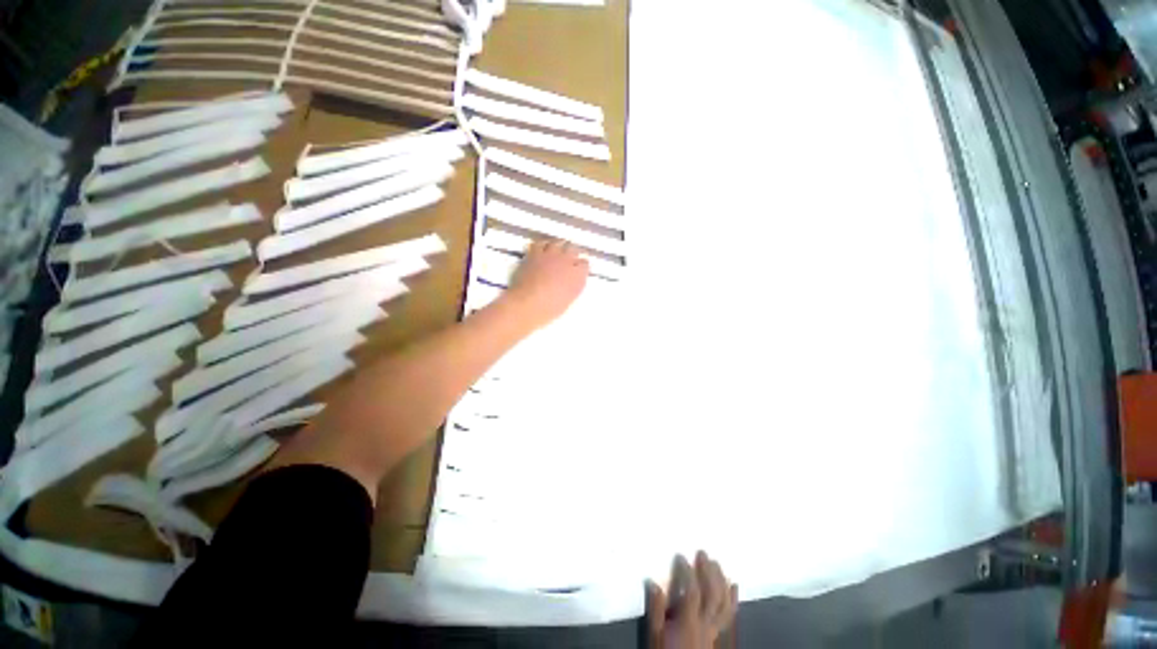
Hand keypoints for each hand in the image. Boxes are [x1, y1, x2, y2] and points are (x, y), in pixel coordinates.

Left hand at [505, 239, 588, 329]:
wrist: (528, 303)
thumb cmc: (549, 309)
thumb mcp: (568, 300)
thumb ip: (572, 287)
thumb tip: (571, 282)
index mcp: (578, 277)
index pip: (585, 264)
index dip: (581, 266)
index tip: (578, 269)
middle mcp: (567, 262)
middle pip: (574, 249)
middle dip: (572, 253)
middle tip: (569, 257)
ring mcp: (551, 255)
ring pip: (558, 243)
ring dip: (558, 246)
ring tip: (556, 250)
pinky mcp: (535, 253)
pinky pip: (541, 243)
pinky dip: (542, 245)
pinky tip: (541, 249)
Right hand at [647, 552, 737, 648]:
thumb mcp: (656, 632)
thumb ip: (656, 609)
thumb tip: (653, 583)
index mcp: (688, 620)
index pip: (693, 592)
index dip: (688, 573)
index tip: (681, 557)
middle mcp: (704, 622)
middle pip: (712, 595)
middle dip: (708, 572)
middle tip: (702, 553)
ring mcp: (713, 627)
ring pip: (722, 603)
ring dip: (720, 581)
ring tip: (716, 563)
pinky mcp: (717, 631)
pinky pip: (729, 615)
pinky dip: (732, 598)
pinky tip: (733, 585)